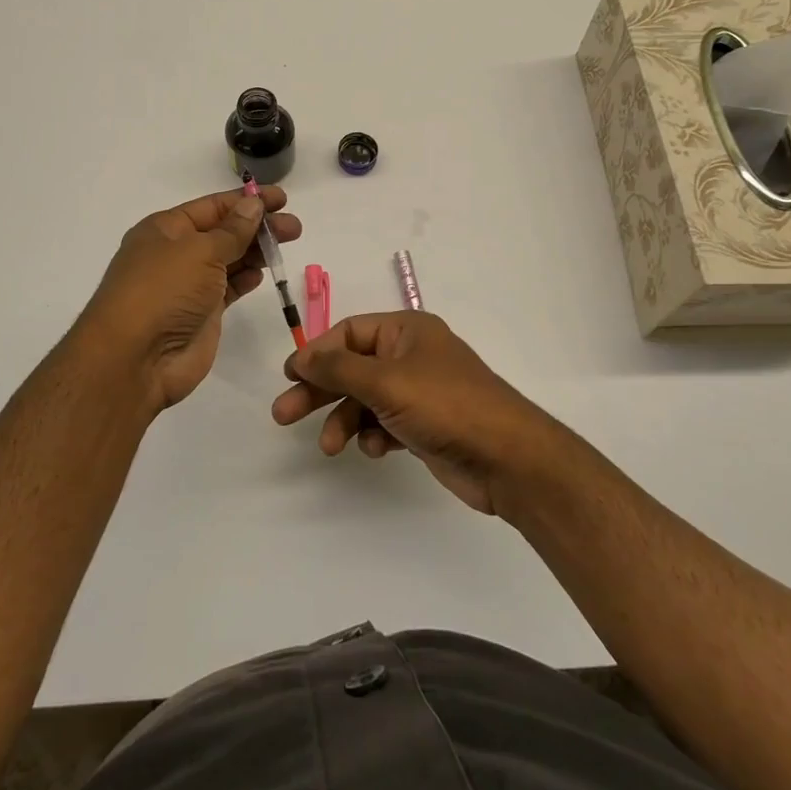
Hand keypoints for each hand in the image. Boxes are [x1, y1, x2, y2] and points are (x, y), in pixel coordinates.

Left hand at [78, 186, 301, 412]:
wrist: (136, 359)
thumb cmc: (163, 291)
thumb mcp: (199, 251)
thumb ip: (233, 230)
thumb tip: (253, 205)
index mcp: (166, 229)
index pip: (212, 206)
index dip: (246, 201)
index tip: (281, 198)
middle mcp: (175, 253)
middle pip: (224, 232)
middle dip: (258, 226)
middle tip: (293, 227)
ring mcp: (188, 285)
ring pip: (229, 259)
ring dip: (256, 250)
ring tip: (287, 243)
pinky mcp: (201, 314)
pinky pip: (228, 288)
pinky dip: (246, 278)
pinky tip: (262, 273)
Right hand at [271, 313, 562, 515]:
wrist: (507, 458)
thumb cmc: (445, 405)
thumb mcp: (385, 381)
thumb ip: (338, 369)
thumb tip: (301, 357)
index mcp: (406, 330)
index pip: (349, 332)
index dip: (317, 353)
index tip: (289, 376)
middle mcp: (412, 356)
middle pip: (352, 368)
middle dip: (319, 391)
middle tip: (283, 415)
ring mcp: (420, 392)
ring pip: (366, 400)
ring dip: (344, 420)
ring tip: (330, 447)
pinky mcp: (425, 426)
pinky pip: (385, 424)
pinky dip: (374, 435)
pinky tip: (374, 450)